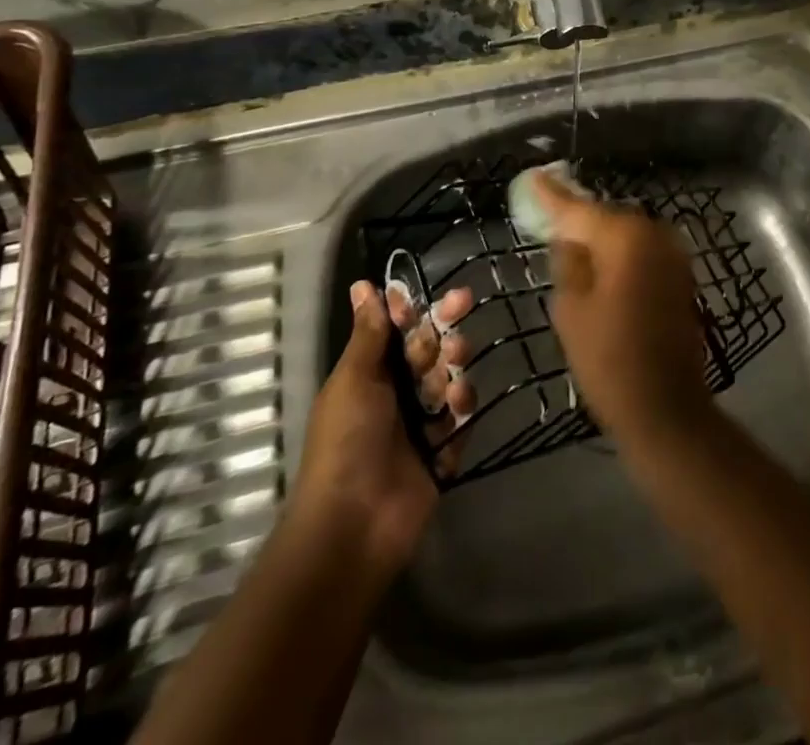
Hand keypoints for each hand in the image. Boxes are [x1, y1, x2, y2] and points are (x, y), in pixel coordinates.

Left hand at [291, 279, 474, 577]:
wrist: (354, 524)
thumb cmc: (346, 441)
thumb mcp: (353, 379)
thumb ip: (368, 333)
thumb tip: (363, 285)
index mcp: (368, 374)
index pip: (396, 331)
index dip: (410, 310)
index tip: (426, 295)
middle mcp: (395, 394)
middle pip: (428, 350)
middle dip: (443, 330)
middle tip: (462, 307)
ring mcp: (419, 424)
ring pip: (449, 380)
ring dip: (453, 370)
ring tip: (451, 379)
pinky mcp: (441, 452)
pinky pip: (460, 420)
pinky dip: (460, 413)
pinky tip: (455, 412)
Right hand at [535, 171, 713, 444]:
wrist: (666, 408)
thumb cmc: (609, 359)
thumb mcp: (571, 309)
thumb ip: (568, 262)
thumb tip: (569, 238)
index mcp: (625, 237)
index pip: (578, 208)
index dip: (551, 195)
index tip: (533, 177)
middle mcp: (655, 234)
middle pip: (606, 218)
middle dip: (579, 220)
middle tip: (548, 221)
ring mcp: (673, 255)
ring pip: (626, 236)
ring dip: (601, 239)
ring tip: (571, 248)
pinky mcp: (681, 276)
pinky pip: (642, 253)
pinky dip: (621, 256)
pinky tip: (602, 270)